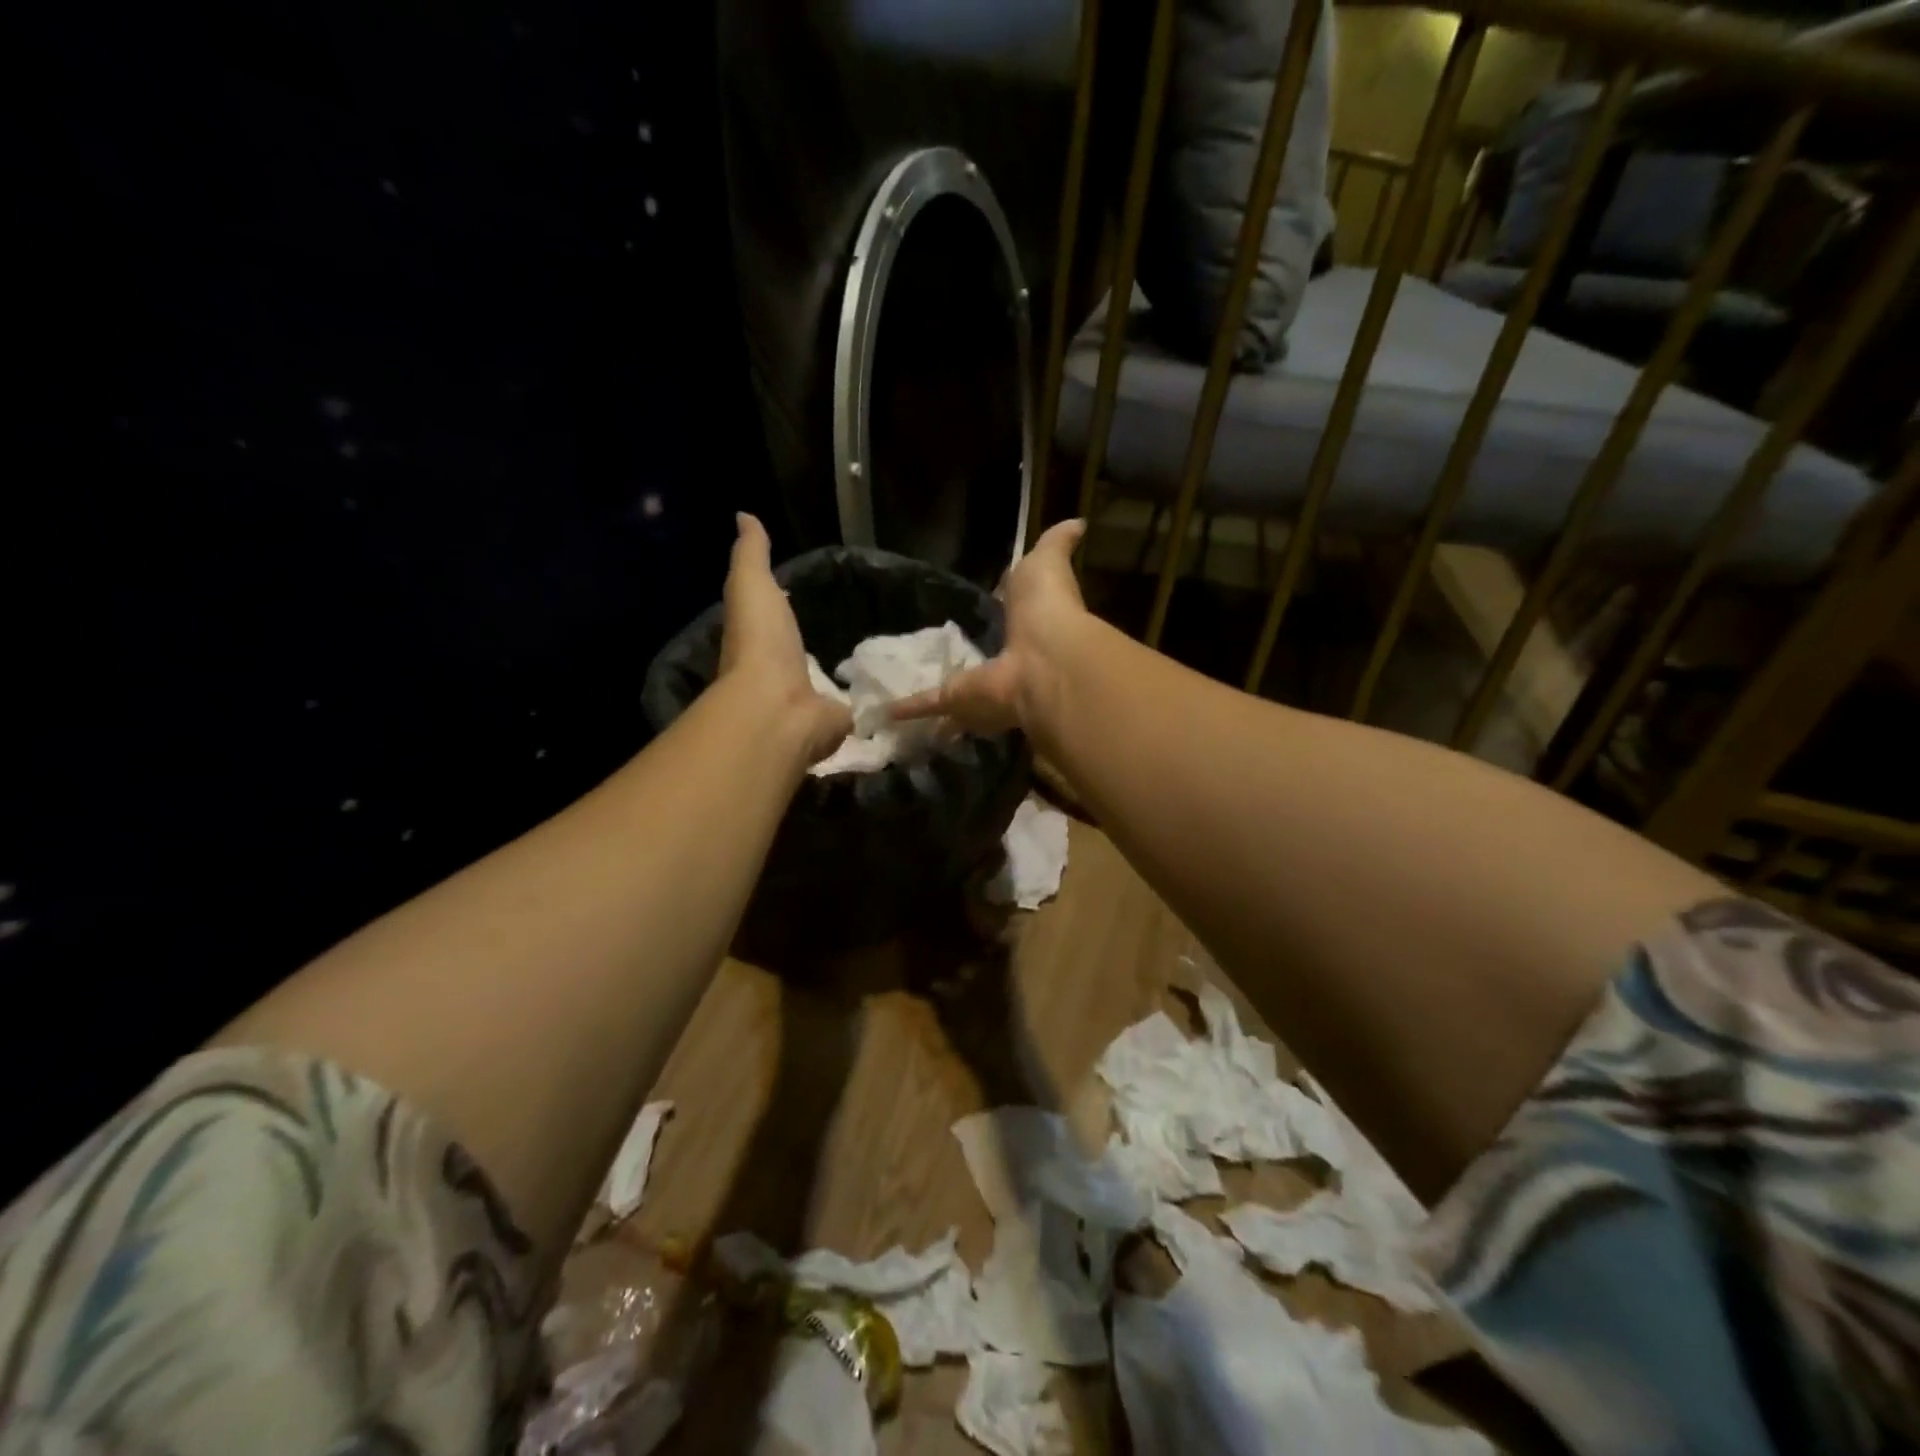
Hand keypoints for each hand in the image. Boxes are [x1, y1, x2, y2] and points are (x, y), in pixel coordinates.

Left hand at [719, 513, 853, 764]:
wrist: (779, 706)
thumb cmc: (761, 643)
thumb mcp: (751, 584)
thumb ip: (751, 553)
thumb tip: (744, 515)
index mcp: (762, 644)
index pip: (773, 624)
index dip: (783, 612)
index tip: (806, 599)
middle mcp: (783, 676)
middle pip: (802, 659)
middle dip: (818, 651)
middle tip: (851, 633)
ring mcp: (810, 703)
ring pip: (828, 687)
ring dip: (842, 681)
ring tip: (873, 664)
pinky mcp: (836, 724)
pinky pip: (853, 711)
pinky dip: (866, 706)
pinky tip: (887, 695)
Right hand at [891, 518, 1087, 735]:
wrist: (1044, 661)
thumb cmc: (1046, 608)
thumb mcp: (1048, 563)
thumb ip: (1057, 544)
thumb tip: (1078, 521)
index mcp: (1024, 626)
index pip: (1005, 619)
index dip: (994, 615)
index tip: (978, 611)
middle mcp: (1003, 659)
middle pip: (980, 659)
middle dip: (965, 661)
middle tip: (935, 655)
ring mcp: (980, 684)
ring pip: (955, 689)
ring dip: (938, 692)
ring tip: (906, 682)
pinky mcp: (956, 700)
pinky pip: (928, 703)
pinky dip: (907, 707)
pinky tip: (886, 710)